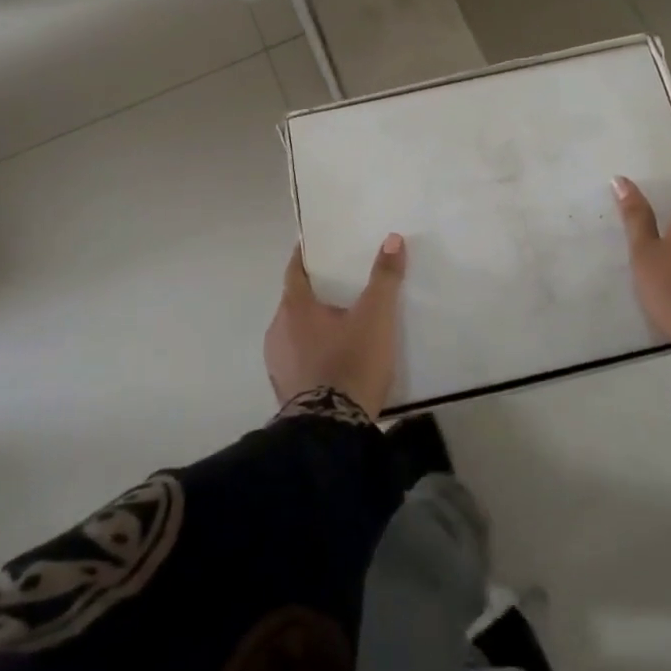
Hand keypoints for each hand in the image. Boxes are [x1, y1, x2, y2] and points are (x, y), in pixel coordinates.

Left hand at [264, 234, 407, 417]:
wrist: (332, 432)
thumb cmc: (352, 363)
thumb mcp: (376, 317)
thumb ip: (385, 277)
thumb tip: (393, 239)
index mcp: (294, 308)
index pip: (294, 271)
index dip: (304, 256)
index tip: (315, 246)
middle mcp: (278, 330)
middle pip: (295, 301)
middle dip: (314, 291)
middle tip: (340, 283)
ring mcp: (278, 363)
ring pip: (295, 331)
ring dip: (313, 324)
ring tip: (341, 321)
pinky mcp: (285, 390)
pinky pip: (298, 358)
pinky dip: (312, 351)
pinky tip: (334, 357)